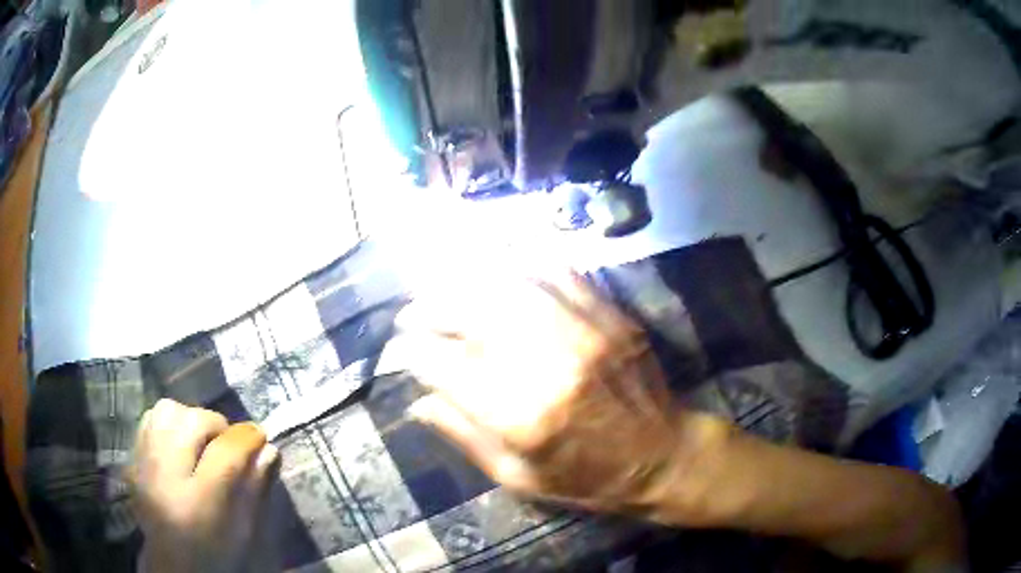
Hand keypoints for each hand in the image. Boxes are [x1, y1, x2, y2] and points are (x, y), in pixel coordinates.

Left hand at [130, 399, 279, 572]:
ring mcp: (144, 464)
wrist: (172, 564)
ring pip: (168, 411)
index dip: (248, 438)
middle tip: (228, 446)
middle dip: (218, 426)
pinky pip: (150, 418)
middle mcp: (166, 476)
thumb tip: (268, 450)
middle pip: (193, 421)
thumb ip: (255, 490)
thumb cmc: (216, 553)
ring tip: (201, 442)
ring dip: (191, 419)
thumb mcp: (244, 531)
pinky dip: (169, 423)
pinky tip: (179, 444)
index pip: (226, 452)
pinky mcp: (133, 458)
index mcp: (200, 502)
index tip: (261, 438)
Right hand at [392, 271, 730, 522]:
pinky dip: (521, 265)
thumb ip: (465, 436)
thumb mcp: (518, 477)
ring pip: (511, 284)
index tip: (403, 349)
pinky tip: (499, 266)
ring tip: (445, 285)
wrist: (663, 457)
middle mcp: (550, 365)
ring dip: (467, 279)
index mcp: (523, 417)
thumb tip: (418, 401)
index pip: (446, 366)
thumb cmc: (587, 479)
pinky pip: (559, 273)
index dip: (415, 352)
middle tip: (414, 310)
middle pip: (474, 313)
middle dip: (432, 306)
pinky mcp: (611, 317)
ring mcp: (586, 332)